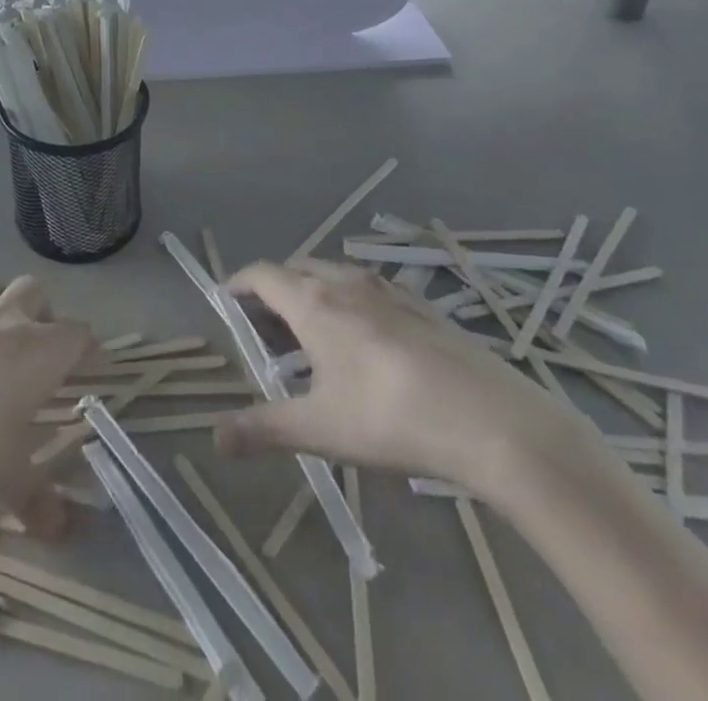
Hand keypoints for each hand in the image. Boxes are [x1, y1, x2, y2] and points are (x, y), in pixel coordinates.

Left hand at [0, 276, 91, 536]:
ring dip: (4, 308)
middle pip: (35, 292)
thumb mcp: (4, 478)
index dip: (88, 349)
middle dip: (44, 314)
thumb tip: (63, 529)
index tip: (90, 368)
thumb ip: (37, 500)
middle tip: (40, 353)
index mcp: (37, 350)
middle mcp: (6, 322)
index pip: (78, 333)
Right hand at [214, 261, 584, 495]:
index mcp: (313, 301)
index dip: (239, 282)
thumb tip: (214, 438)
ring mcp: (388, 289)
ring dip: (313, 292)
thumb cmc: (390, 418)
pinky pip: (370, 289)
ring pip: (335, 275)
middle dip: (274, 290)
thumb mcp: (320, 429)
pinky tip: (367, 342)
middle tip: (266, 328)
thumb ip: (264, 429)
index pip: (262, 274)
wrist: (492, 420)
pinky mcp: (422, 305)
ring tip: (312, 335)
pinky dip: (350, 301)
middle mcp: (346, 282)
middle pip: (296, 269)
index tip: (226, 299)